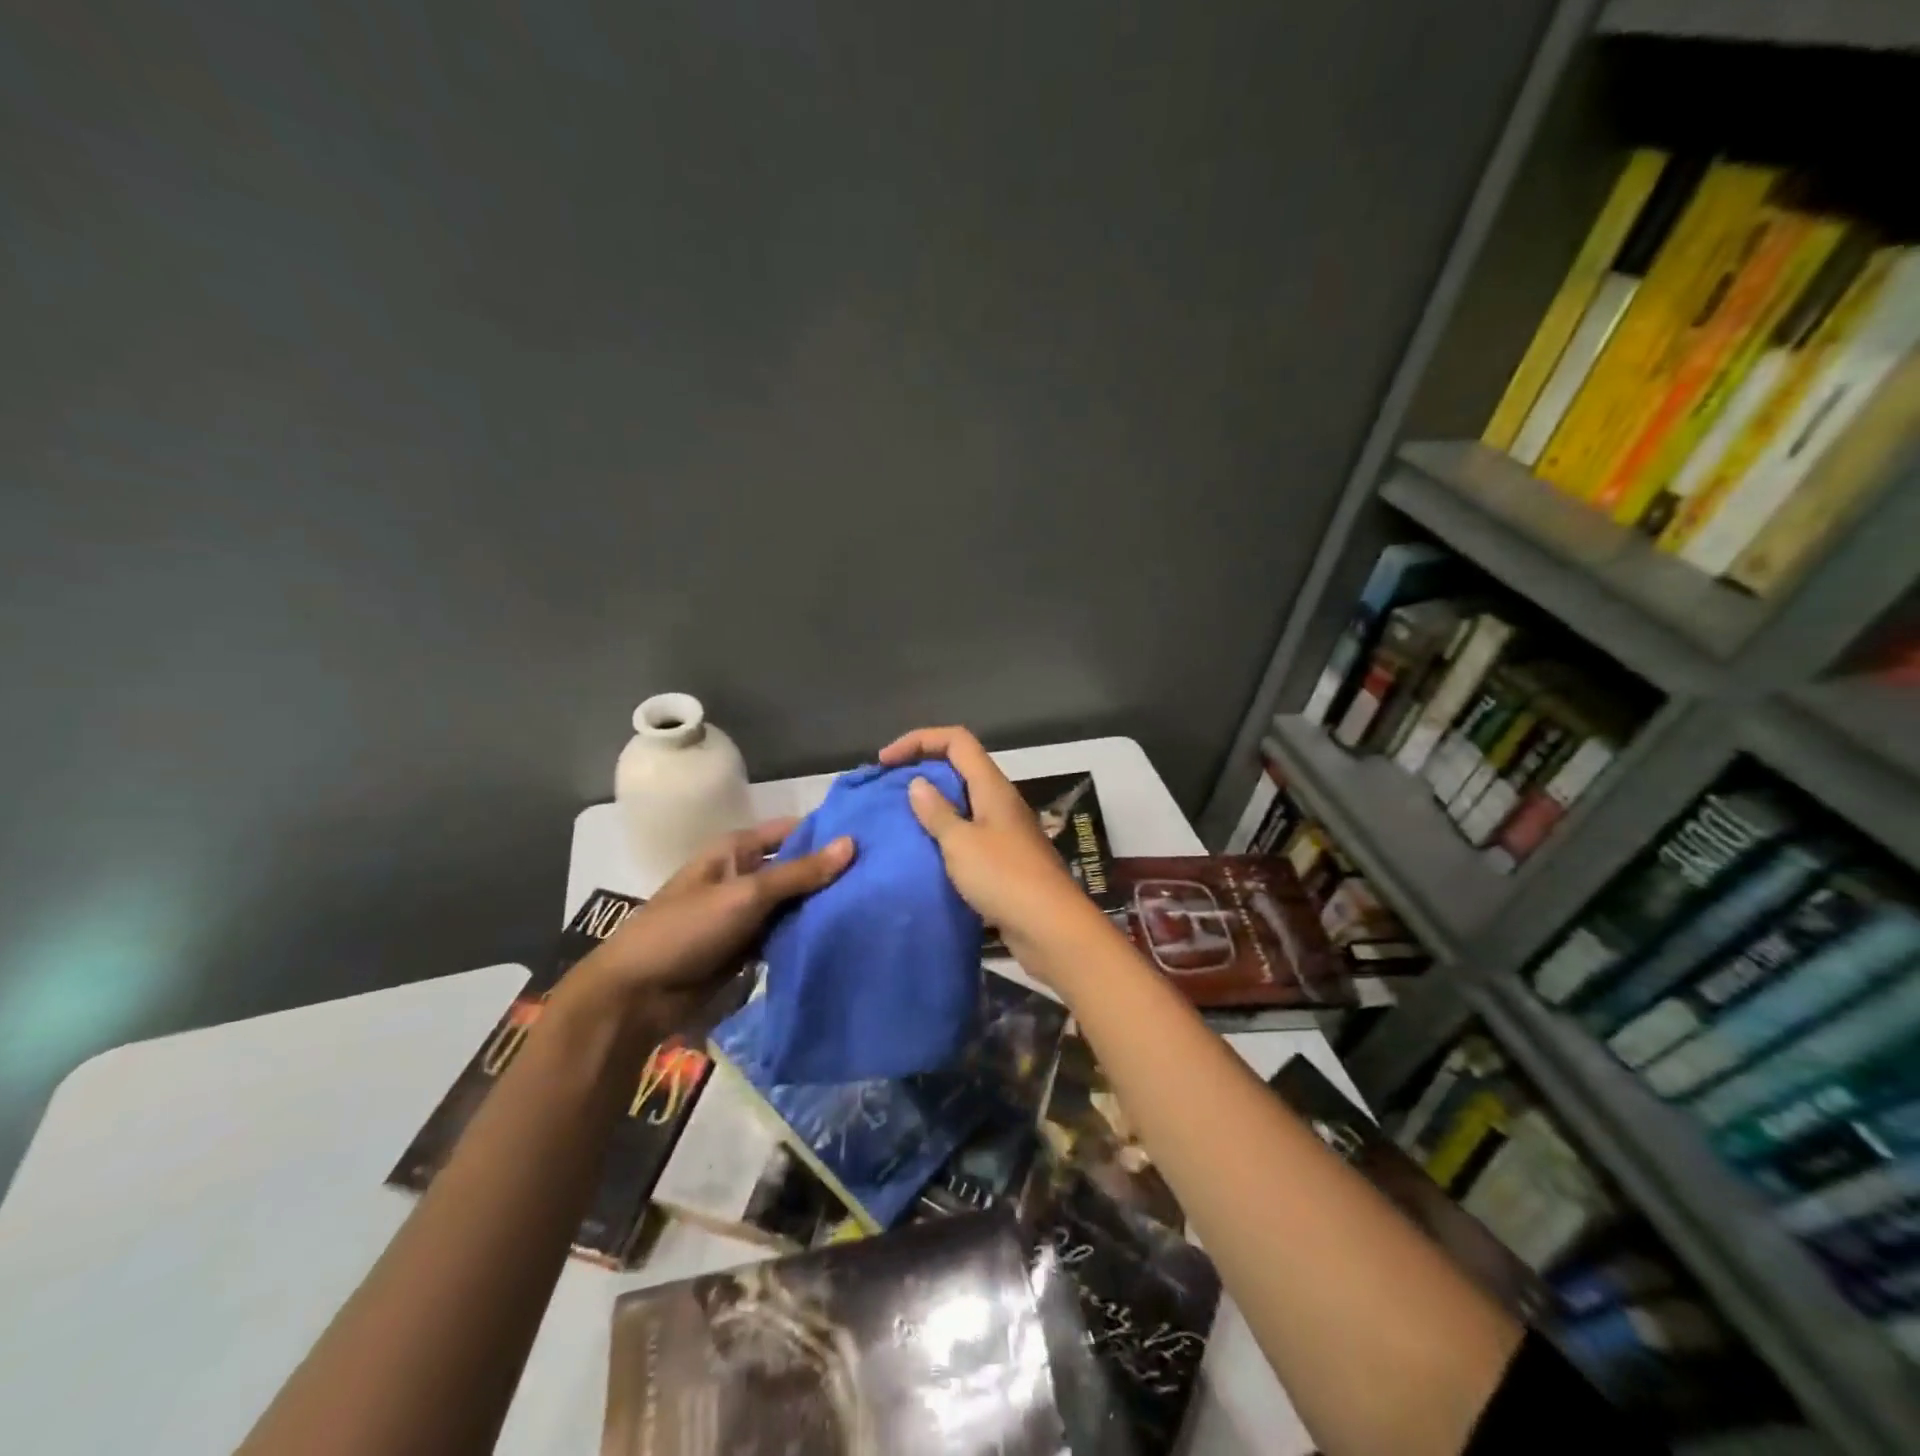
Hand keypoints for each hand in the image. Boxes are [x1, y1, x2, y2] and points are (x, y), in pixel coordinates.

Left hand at [569, 819, 853, 1026]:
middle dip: (831, 874)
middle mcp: (745, 876)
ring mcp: (747, 914)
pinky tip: (846, 936)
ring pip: (795, 905)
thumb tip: (852, 843)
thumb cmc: (687, 930)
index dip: (827, 833)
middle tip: (885, 877)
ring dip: (823, 908)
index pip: (792, 832)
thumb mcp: (746, 895)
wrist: (638, 996)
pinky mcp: (750, 948)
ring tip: (877, 905)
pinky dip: (808, 936)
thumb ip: (800, 873)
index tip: (873, 838)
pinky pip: (786, 935)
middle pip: (797, 869)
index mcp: (737, 850)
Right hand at [878, 726, 1095, 965]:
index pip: (956, 740)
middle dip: (922, 771)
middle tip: (887, 791)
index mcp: (992, 787)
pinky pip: (968, 834)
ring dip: (932, 806)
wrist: (1050, 928)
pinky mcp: (1003, 860)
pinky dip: (944, 835)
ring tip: (898, 821)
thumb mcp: (961, 843)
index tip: (885, 762)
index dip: (919, 739)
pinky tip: (923, 853)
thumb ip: (937, 813)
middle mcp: (1000, 801)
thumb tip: (917, 783)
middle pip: (959, 767)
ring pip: (963, 802)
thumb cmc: (1004, 878)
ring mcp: (1004, 831)